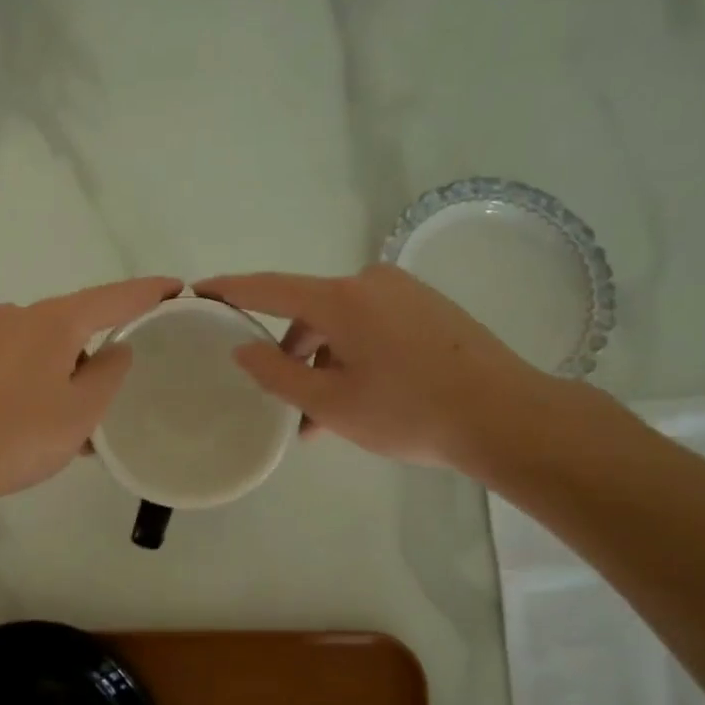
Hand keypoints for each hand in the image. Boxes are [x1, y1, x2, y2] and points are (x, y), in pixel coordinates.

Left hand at [0, 277, 182, 514]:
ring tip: (78, 425)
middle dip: (100, 351)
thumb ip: (110, 373)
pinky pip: (17, 365)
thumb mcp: (81, 411)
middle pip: (75, 323)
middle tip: (120, 388)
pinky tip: (41, 423)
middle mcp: (16, 316)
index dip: (149, 292)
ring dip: (68, 377)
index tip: (178, 287)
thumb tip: (116, 349)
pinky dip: (39, 385)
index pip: (113, 297)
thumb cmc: (16, 436)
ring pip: (44, 349)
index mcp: (51, 320)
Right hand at [197, 264, 581, 484]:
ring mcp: (404, 293)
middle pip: (309, 312)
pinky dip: (354, 358)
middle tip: (286, 405)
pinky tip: (361, 400)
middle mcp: (370, 283)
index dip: (230, 290)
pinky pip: (372, 328)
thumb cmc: (409, 412)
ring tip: (323, 421)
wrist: (507, 417)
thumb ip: (277, 373)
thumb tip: (243, 348)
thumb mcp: (331, 403)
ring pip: (342, 326)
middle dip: (292, 356)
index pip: (269, 288)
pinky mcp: (428, 309)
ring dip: (325, 365)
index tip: (198, 289)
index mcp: (341, 298)